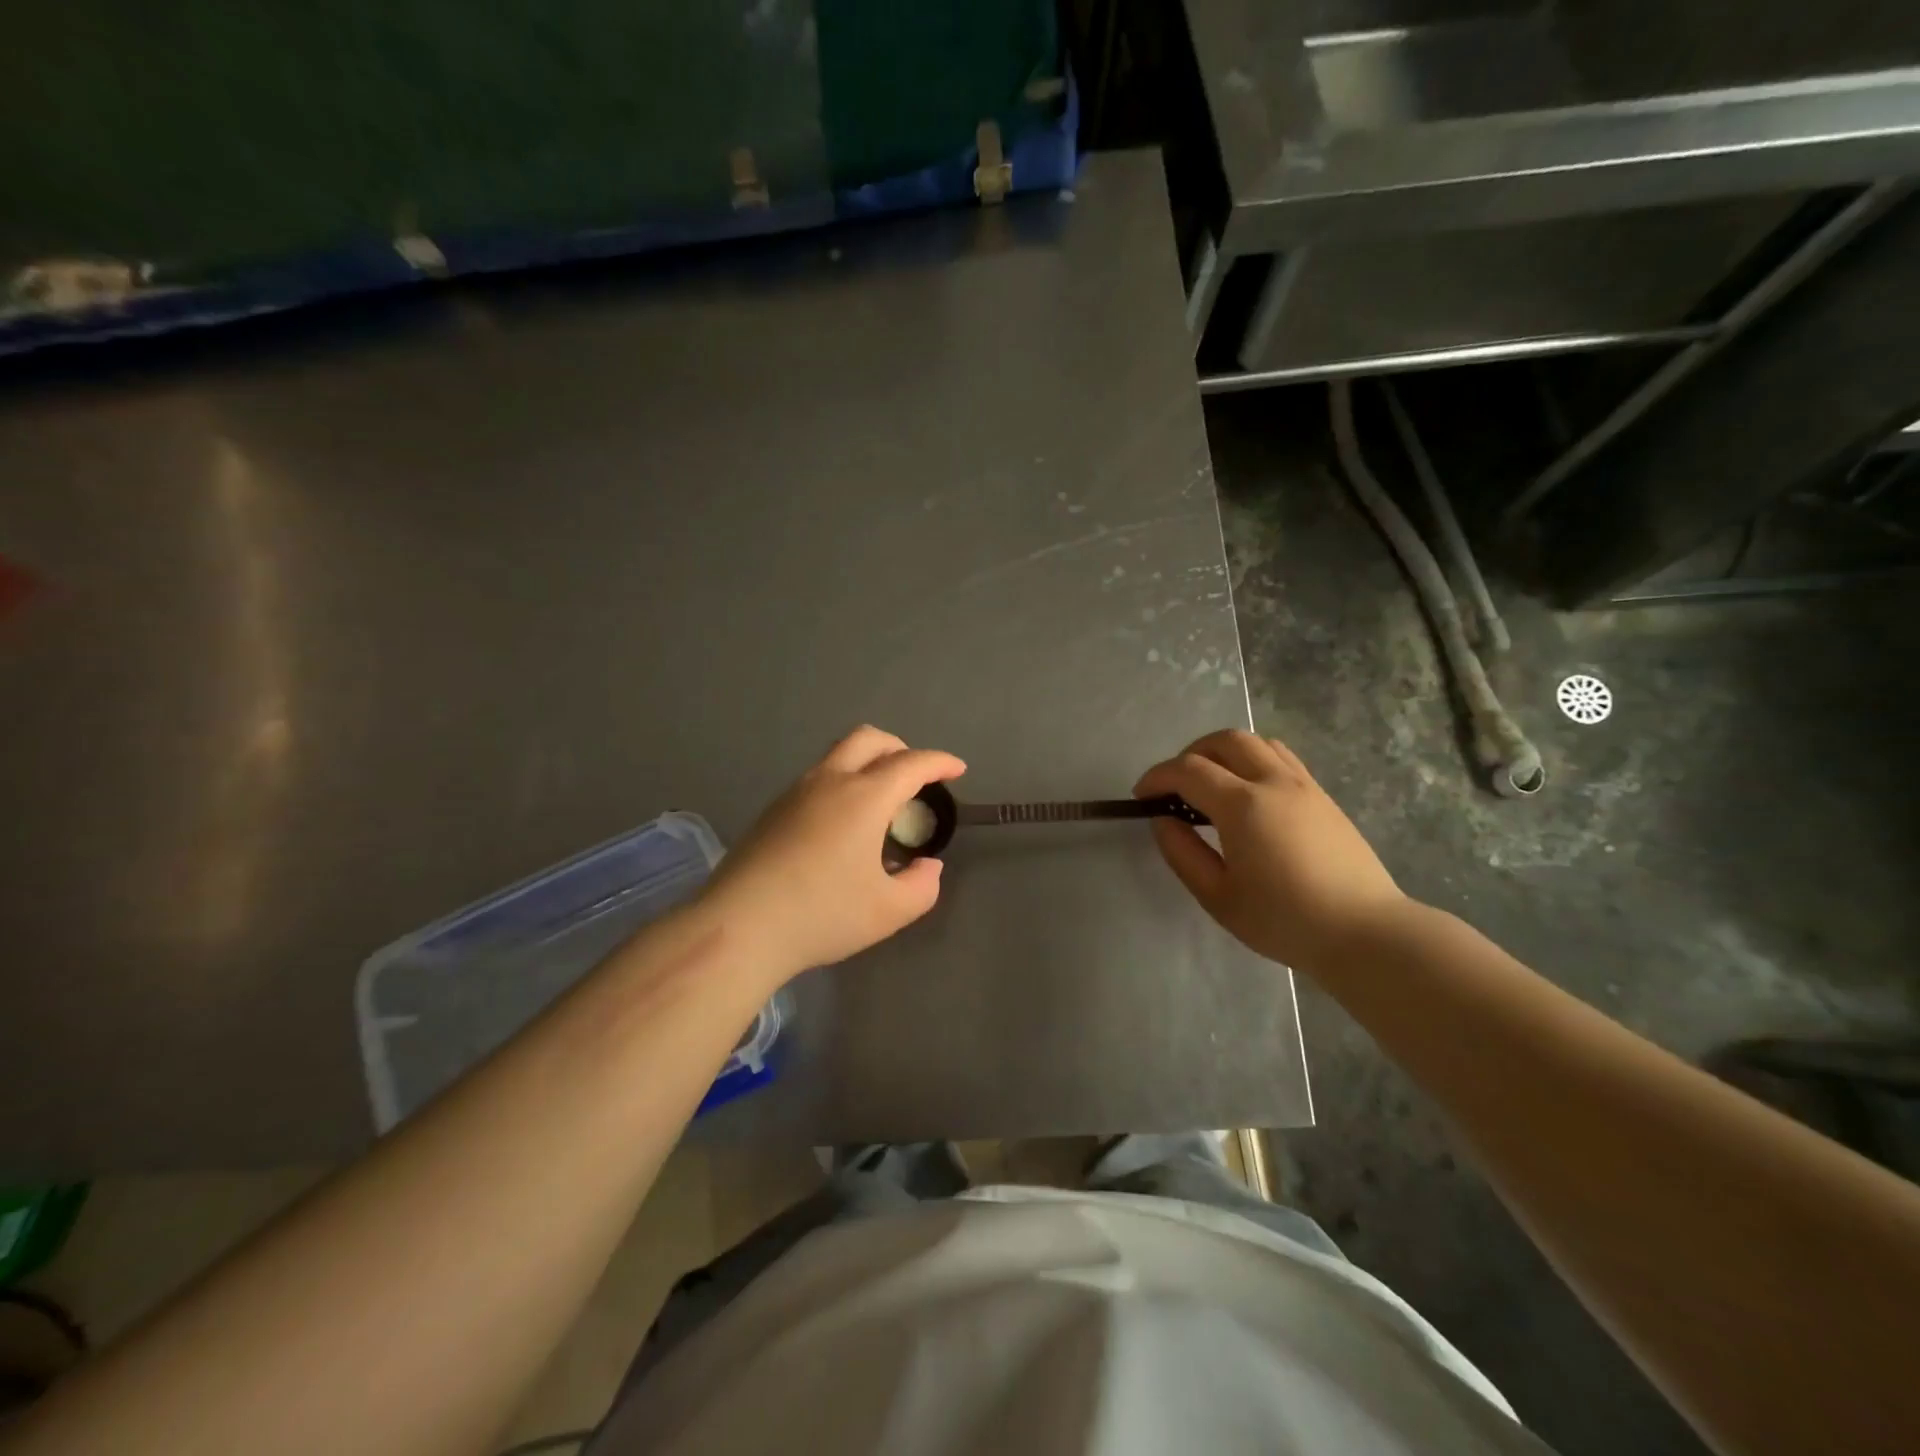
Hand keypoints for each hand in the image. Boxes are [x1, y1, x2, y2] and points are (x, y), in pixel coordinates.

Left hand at [705, 726, 965, 981]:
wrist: (740, 926)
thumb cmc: (822, 915)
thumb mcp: (889, 911)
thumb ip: (921, 886)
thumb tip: (927, 866)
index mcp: (864, 797)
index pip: (911, 764)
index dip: (940, 763)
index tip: (957, 770)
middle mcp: (830, 781)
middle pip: (870, 739)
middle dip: (901, 748)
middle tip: (916, 776)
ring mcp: (795, 792)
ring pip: (838, 755)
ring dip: (867, 763)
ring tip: (880, 802)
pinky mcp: (772, 810)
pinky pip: (817, 778)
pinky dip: (842, 782)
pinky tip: (842, 825)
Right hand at [1135, 730, 1403, 971]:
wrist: (1364, 933)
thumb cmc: (1284, 920)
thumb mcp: (1218, 897)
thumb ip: (1183, 853)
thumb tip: (1163, 821)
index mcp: (1243, 805)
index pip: (1188, 770)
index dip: (1158, 777)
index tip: (1141, 797)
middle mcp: (1273, 782)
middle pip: (1225, 740)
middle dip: (1190, 754)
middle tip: (1176, 787)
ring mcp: (1303, 785)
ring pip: (1257, 743)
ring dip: (1224, 753)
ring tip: (1211, 785)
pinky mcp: (1322, 796)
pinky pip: (1281, 758)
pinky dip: (1253, 762)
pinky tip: (1248, 795)